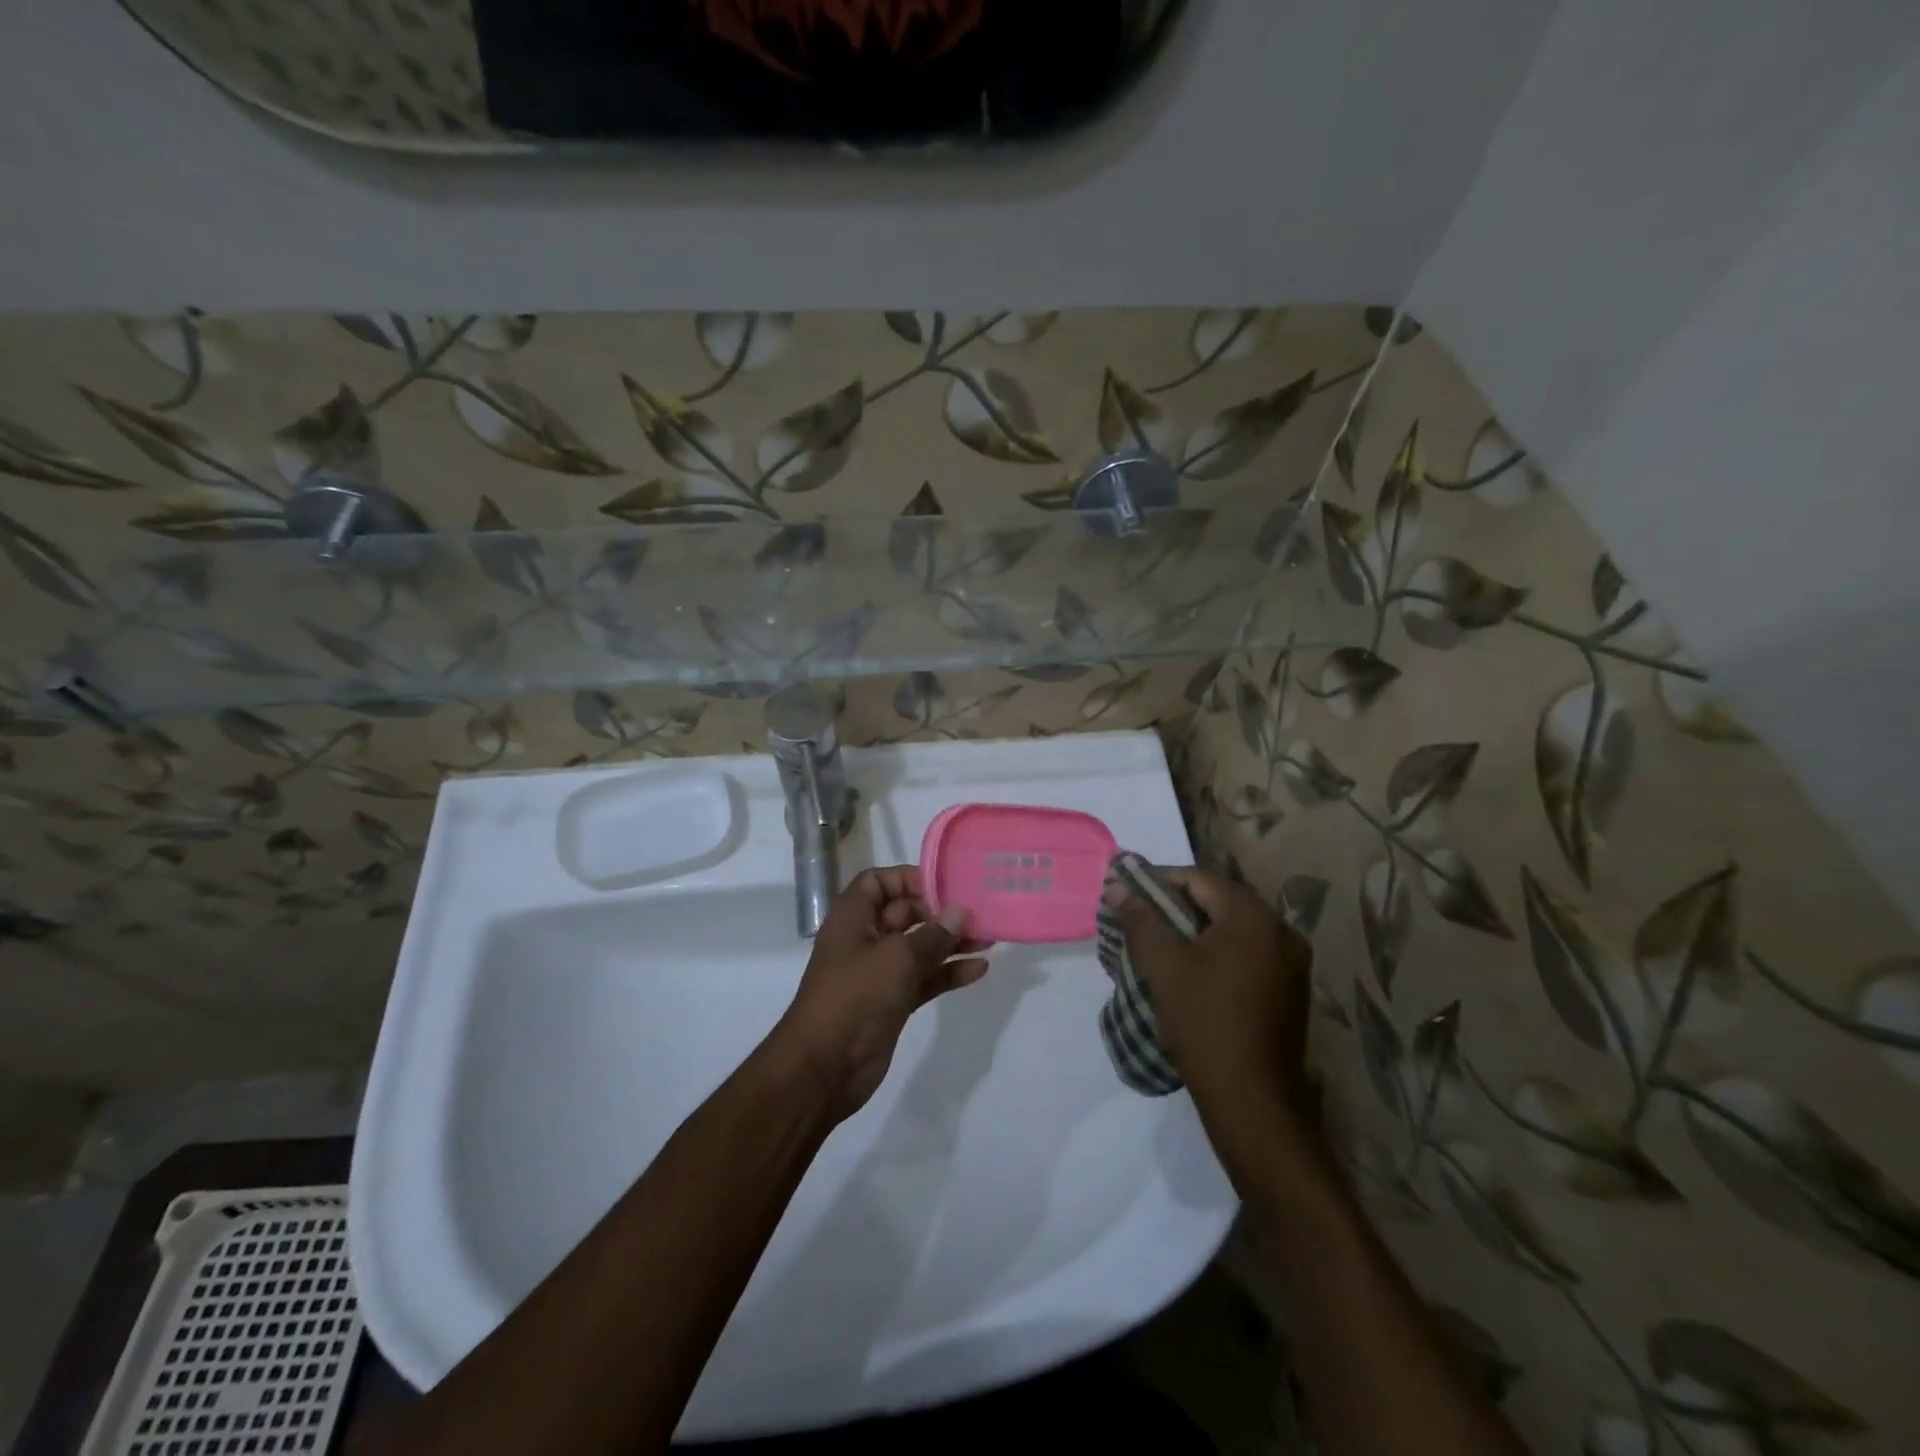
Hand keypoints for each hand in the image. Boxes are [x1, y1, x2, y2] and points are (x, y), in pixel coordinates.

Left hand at [772, 867, 990, 1120]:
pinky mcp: (893, 1002)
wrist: (824, 1068)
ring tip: (989, 938)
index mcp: (853, 917)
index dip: (909, 878)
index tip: (946, 884)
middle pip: (905, 914)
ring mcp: (879, 973)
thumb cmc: (855, 997)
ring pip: (919, 948)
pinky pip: (924, 979)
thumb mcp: (897, 958)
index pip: (879, 882)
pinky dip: (947, 973)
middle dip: (940, 912)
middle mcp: (865, 939)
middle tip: (979, 912)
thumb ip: (932, 934)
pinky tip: (979, 969)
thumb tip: (960, 913)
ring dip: (951, 944)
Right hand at [1110, 869, 1312, 1112]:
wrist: (1253, 1101)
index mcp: (1253, 917)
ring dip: (1196, 931)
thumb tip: (1116, 885)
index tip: (1128, 894)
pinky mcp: (1290, 990)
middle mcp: (1281, 931)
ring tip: (1159, 946)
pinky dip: (1218, 952)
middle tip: (1140, 920)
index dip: (1159, 881)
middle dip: (1176, 906)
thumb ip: (1140, 919)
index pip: (1199, 879)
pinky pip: (1248, 954)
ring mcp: (1291, 963)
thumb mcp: (1164, 967)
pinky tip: (1192, 971)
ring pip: (1233, 929)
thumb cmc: (1205, 1023)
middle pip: (1219, 901)